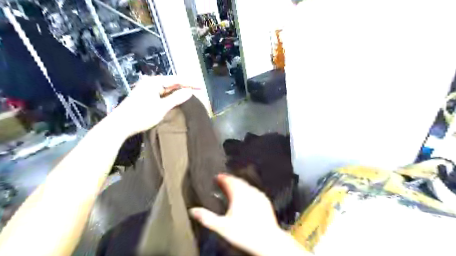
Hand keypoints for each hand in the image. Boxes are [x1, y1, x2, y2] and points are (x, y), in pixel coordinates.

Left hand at [109, 75, 192, 137]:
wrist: (120, 125)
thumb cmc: (141, 115)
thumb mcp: (162, 107)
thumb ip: (176, 98)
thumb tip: (190, 91)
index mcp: (154, 82)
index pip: (176, 80)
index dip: (190, 83)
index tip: (201, 87)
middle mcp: (150, 82)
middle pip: (171, 82)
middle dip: (184, 86)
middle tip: (197, 90)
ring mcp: (147, 88)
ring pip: (166, 88)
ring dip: (177, 91)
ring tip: (190, 93)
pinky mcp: (145, 95)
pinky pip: (161, 93)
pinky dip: (170, 95)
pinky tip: (176, 98)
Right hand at [189, 174, 283, 255]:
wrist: (267, 240)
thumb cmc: (244, 233)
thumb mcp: (222, 227)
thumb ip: (207, 217)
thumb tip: (193, 211)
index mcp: (238, 194)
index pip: (228, 180)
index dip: (222, 177)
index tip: (217, 177)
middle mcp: (249, 191)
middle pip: (238, 181)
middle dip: (230, 180)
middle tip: (224, 181)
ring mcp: (258, 195)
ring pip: (247, 185)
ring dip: (239, 184)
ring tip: (233, 188)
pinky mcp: (265, 200)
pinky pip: (254, 191)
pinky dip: (248, 190)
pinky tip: (247, 196)